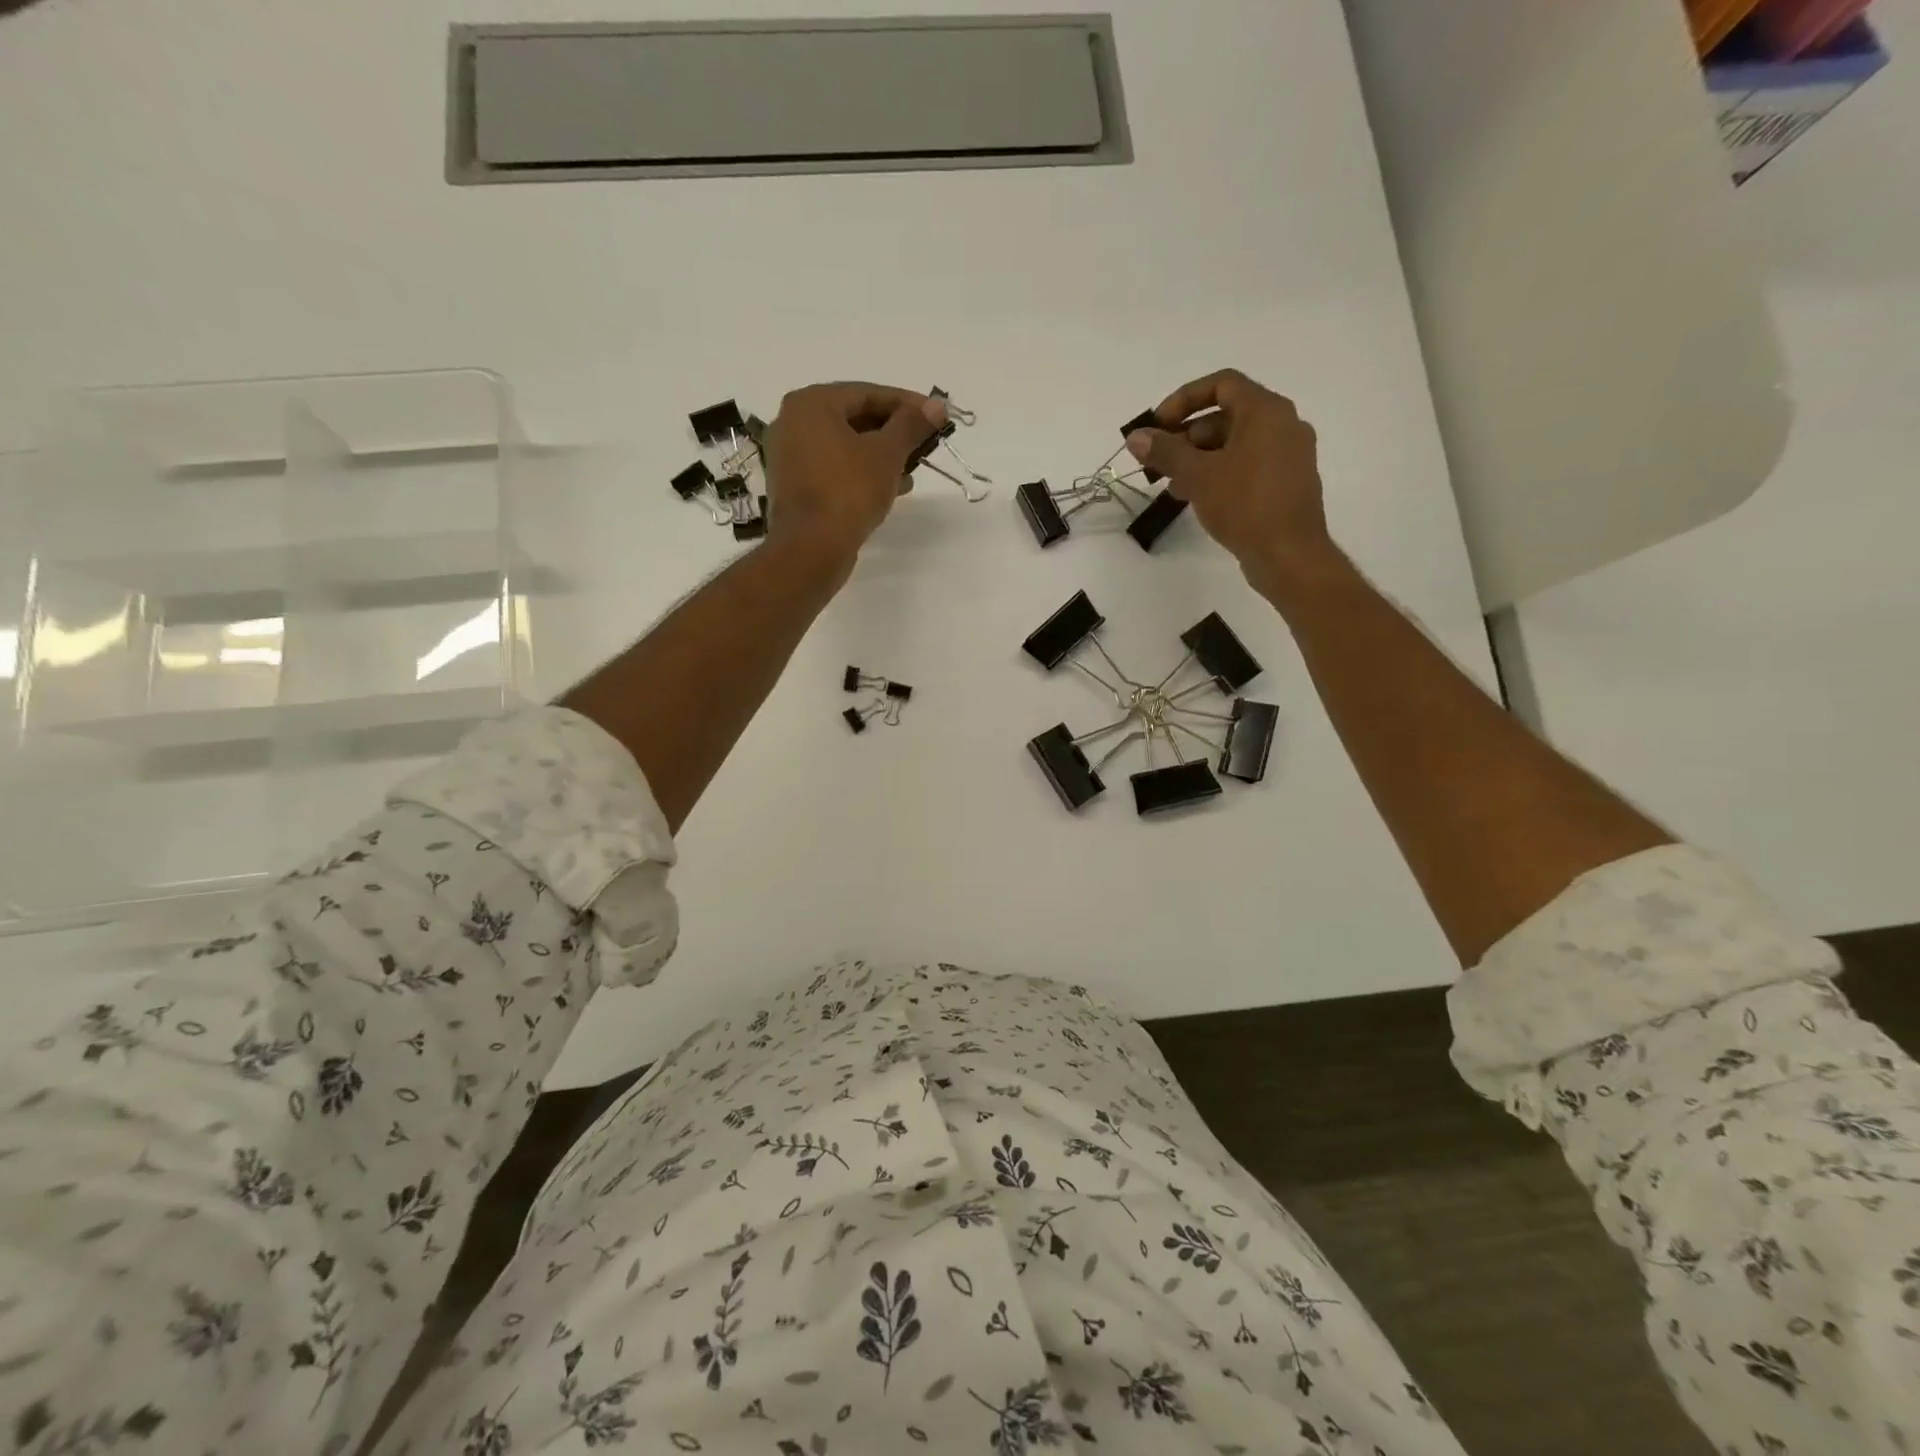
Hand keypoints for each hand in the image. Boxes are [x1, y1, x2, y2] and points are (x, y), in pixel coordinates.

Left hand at [764, 382, 947, 568]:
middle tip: (925, 444)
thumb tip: (937, 404)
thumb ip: (911, 425)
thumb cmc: (849, 491)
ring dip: (881, 455)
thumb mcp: (887, 454)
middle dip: (894, 432)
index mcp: (811, 403)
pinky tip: (890, 488)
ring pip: (846, 446)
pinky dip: (861, 472)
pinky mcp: (795, 486)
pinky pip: (835, 468)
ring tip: (913, 471)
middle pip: (855, 418)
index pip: (868, 393)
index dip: (908, 404)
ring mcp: (790, 456)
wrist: (811, 548)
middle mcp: (793, 422)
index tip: (937, 415)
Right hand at [1124, 369, 1338, 597]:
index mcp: (1266, 411)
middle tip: (1158, 461)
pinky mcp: (1286, 482)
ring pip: (1235, 443)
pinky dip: (1219, 472)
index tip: (1158, 426)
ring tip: (1170, 484)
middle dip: (1187, 435)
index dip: (1183, 399)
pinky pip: (1247, 465)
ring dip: (1199, 458)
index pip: (1221, 384)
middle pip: (1226, 415)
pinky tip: (1195, 497)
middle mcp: (1283, 424)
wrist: (1289, 555)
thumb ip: (1165, 452)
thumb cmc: (1245, 505)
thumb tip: (1136, 437)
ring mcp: (1288, 455)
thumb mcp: (1198, 475)